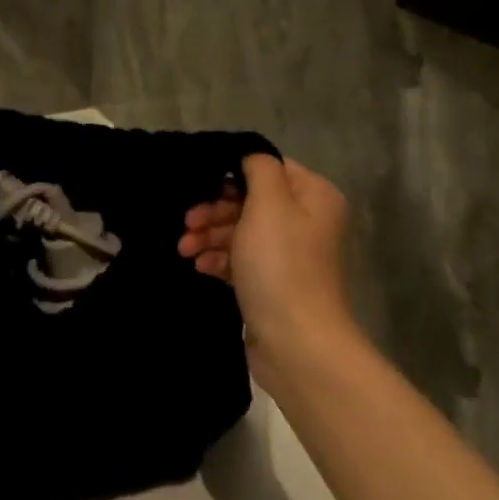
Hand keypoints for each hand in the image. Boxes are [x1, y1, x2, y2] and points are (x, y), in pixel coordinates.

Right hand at [180, 155, 353, 362]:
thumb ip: (259, 168)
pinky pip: (240, 260)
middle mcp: (306, 222)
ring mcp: (288, 255)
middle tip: (187, 223)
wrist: (295, 342)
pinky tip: (200, 266)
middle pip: (251, 200)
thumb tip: (250, 157)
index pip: (269, 169)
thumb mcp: (269, 204)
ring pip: (241, 231)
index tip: (201, 185)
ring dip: (210, 235)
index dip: (233, 174)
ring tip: (184, 250)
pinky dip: (219, 259)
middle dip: (215, 210)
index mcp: (313, 197)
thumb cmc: (281, 265)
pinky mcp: (271, 284)